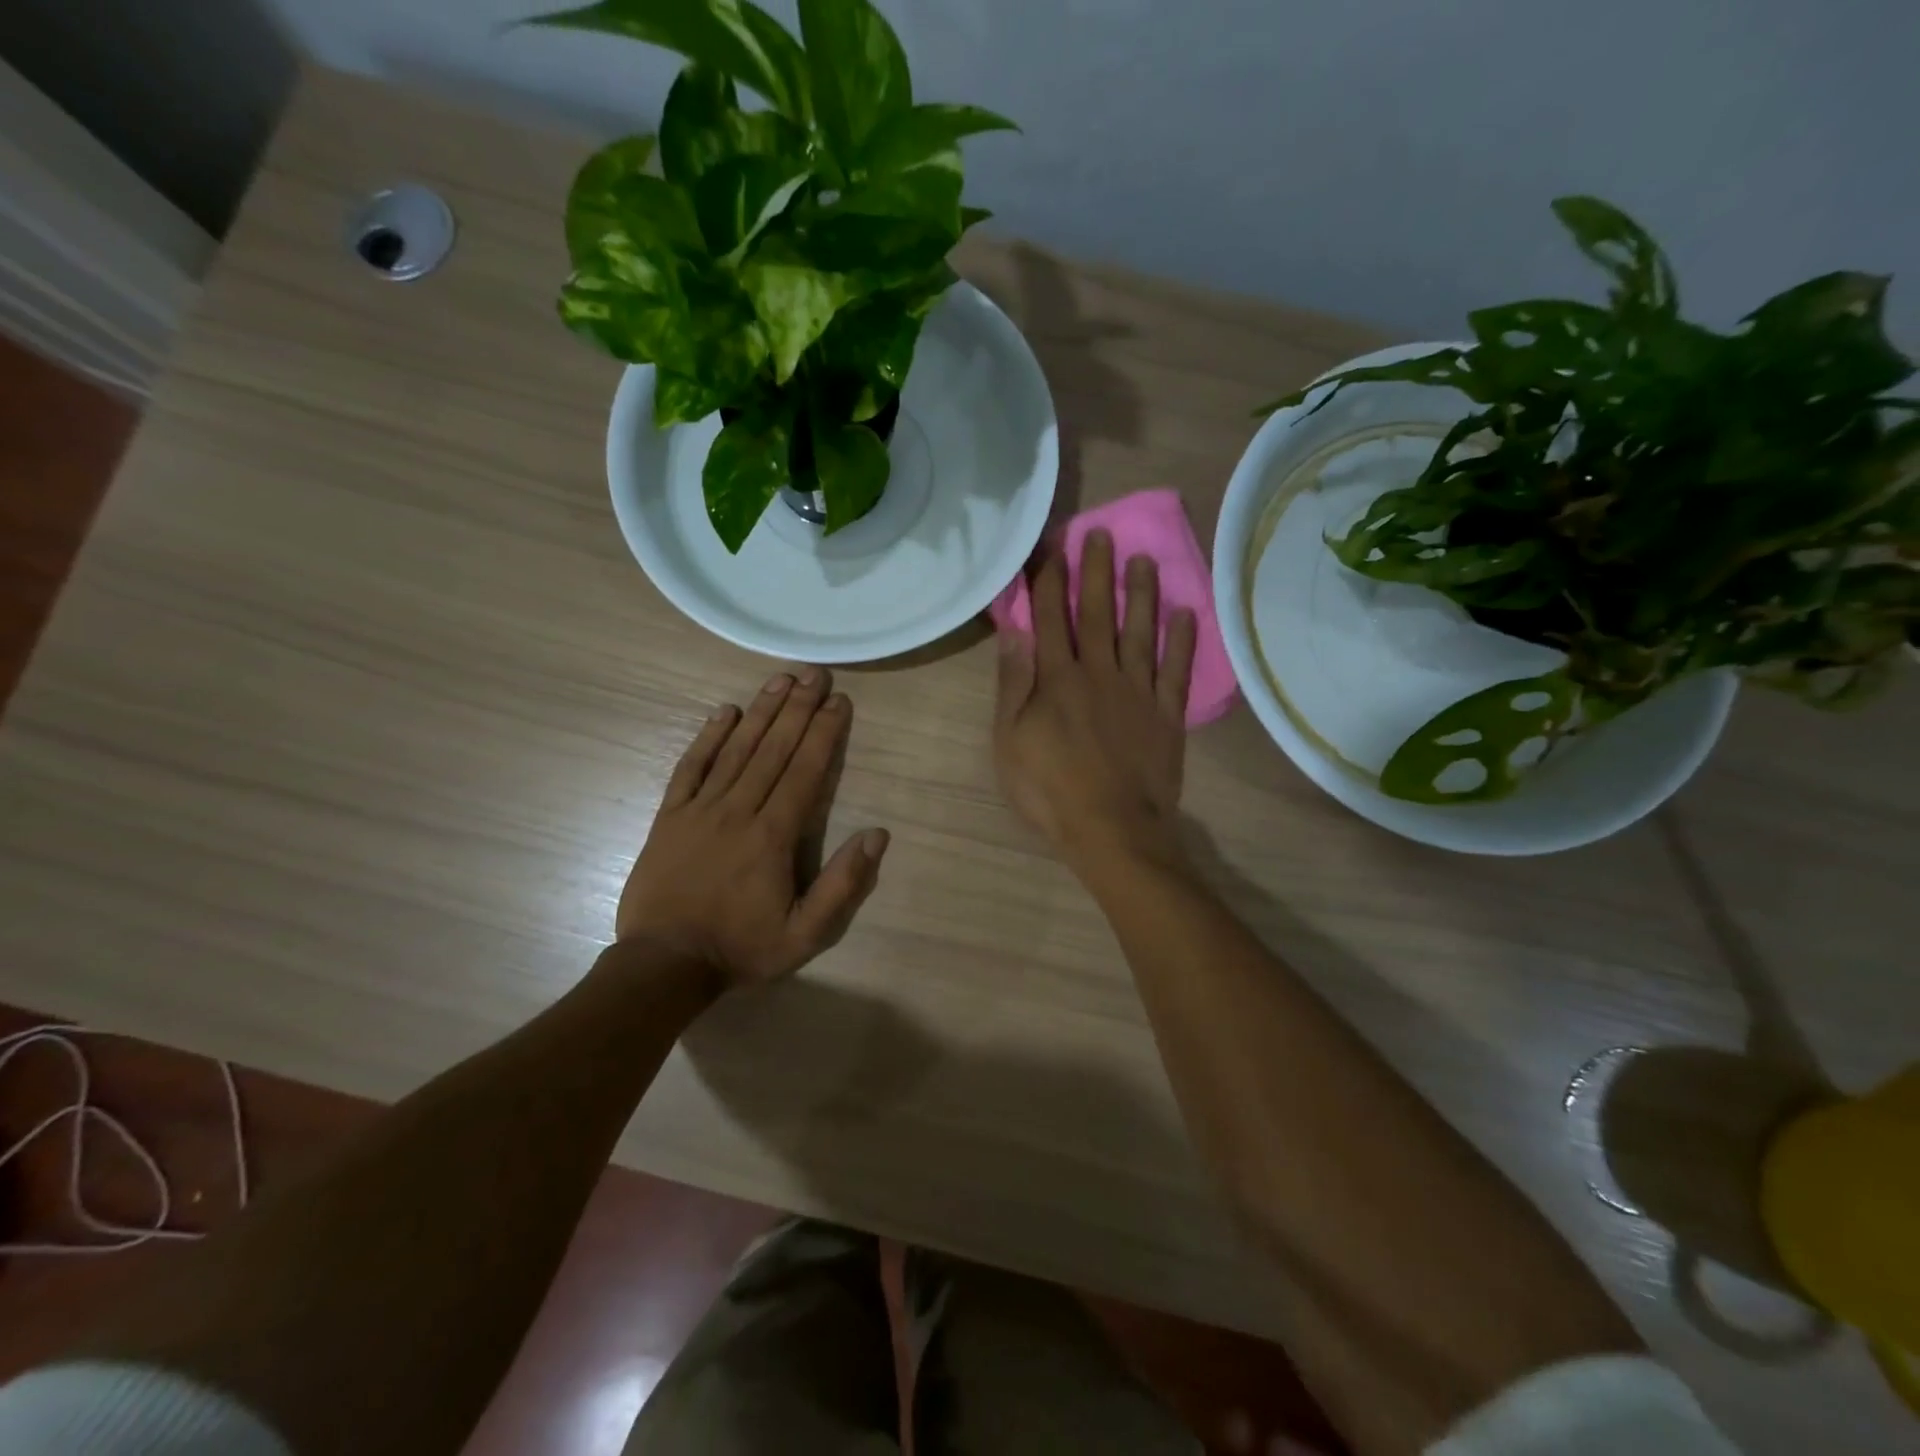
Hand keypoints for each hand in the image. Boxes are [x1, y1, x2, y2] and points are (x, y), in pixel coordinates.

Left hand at [617, 667, 888, 989]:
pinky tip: (722, 713)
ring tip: (780, 681)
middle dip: (798, 708)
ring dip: (760, 713)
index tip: (838, 701)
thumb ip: (843, 885)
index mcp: (773, 836)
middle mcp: (739, 811)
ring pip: (736, 751)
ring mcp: (699, 810)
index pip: (805, 772)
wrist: (663, 966)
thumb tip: (877, 835)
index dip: (824, 733)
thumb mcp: (805, 935)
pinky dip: (707, 738)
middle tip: (814, 673)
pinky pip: (689, 769)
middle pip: (773, 750)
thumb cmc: (740, 949)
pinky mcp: (668, 817)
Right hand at [994, 530, 1196, 871]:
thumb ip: (1014, 683)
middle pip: (1097, 614)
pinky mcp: (1167, 715)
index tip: (1051, 547)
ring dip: (1141, 594)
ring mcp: (1138, 692)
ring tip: (1144, 559)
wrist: (1110, 828)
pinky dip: (1182, 640)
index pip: (1052, 617)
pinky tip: (1186, 613)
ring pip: (1141, 632)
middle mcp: (1100, 673)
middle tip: (1100, 533)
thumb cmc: (1049, 788)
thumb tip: (1016, 631)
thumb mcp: (1010, 740)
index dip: (1050, 580)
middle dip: (1096, 571)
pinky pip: (1176, 670)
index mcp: (1057, 679)